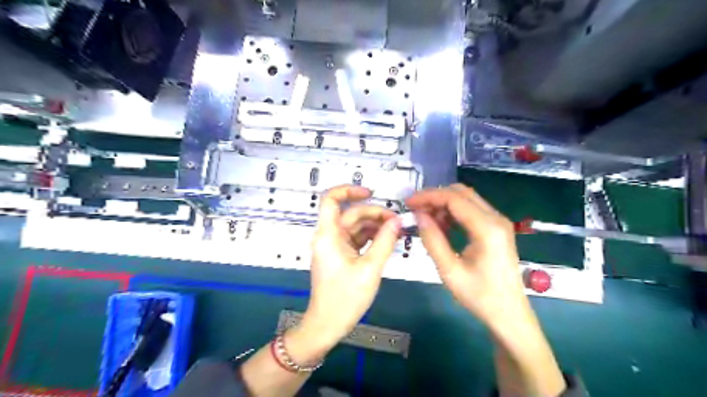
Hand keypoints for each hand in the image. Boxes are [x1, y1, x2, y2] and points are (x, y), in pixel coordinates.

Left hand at [296, 185, 399, 349]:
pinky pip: (356, 239)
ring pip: (355, 226)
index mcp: (328, 235)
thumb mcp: (370, 268)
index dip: (348, 190)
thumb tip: (397, 220)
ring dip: (375, 226)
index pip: (330, 199)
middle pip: (351, 214)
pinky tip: (388, 240)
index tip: (371, 193)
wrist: (327, 324)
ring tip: (398, 231)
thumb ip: (385, 241)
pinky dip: (371, 237)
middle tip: (398, 222)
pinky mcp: (340, 255)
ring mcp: (334, 246)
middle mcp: (329, 236)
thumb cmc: (345, 298)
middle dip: (374, 214)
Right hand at [406, 184, 527, 327]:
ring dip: (444, 204)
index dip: (428, 197)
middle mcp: (496, 219)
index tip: (408, 203)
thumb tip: (419, 215)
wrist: (509, 315)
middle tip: (415, 209)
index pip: (453, 198)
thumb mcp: (449, 271)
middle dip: (435, 197)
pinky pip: (472, 210)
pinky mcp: (497, 229)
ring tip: (425, 219)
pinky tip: (441, 225)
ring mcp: (499, 222)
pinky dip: (454, 212)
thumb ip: (432, 239)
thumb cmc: (480, 296)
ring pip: (467, 199)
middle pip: (461, 193)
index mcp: (487, 228)